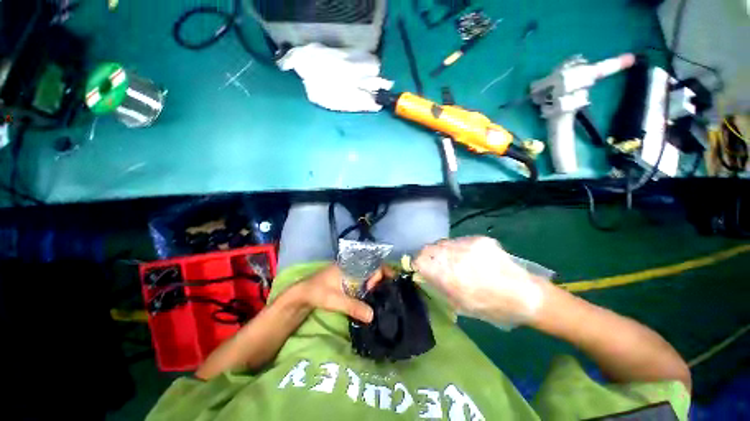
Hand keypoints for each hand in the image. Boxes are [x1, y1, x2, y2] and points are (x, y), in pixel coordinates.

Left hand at [292, 264, 392, 323]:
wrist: (303, 294)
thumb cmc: (318, 292)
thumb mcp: (334, 300)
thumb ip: (352, 306)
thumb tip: (372, 316)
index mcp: (351, 265)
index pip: (373, 263)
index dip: (383, 272)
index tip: (390, 285)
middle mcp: (354, 267)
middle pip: (374, 269)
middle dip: (383, 279)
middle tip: (391, 294)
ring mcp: (352, 274)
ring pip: (370, 276)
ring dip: (378, 285)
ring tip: (387, 297)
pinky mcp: (350, 281)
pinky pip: (365, 282)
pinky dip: (371, 288)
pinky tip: (375, 299)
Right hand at [413, 236, 544, 327]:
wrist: (525, 295)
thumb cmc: (490, 306)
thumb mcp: (458, 304)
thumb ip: (437, 286)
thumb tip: (422, 274)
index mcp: (448, 275)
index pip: (420, 260)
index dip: (417, 263)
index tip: (420, 268)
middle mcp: (455, 256)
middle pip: (429, 248)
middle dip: (429, 256)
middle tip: (436, 264)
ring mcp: (468, 244)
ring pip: (444, 243)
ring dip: (443, 251)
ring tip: (455, 261)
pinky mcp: (479, 239)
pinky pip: (459, 241)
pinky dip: (459, 248)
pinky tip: (470, 258)